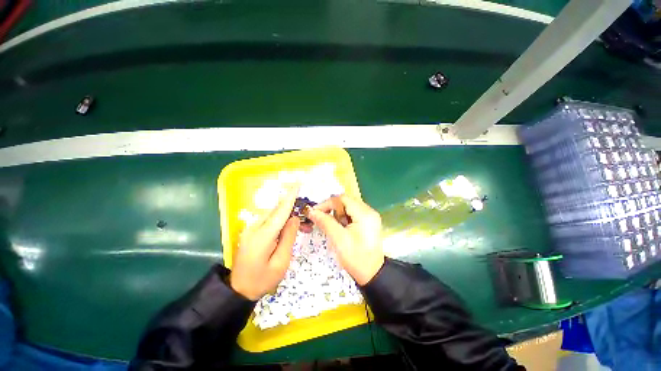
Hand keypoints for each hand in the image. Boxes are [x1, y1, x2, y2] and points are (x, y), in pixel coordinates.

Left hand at [230, 186, 299, 299]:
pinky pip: (269, 220)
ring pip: (273, 214)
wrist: (238, 290)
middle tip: (306, 215)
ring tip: (300, 223)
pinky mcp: (251, 231)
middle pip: (276, 211)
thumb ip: (288, 237)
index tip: (298, 184)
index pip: (280, 211)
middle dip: (292, 207)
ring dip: (287, 215)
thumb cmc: (262, 279)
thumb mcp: (281, 262)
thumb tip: (295, 218)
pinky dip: (280, 220)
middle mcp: (255, 227)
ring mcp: (250, 228)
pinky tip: (288, 227)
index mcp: (262, 235)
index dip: (290, 197)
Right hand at [308, 195, 384, 285]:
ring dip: (338, 214)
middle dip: (332, 209)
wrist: (372, 274)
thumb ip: (325, 222)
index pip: (342, 198)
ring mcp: (370, 216)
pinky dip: (343, 218)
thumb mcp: (339, 239)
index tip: (315, 213)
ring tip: (334, 227)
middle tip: (323, 220)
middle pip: (346, 201)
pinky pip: (352, 213)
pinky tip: (341, 228)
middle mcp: (369, 211)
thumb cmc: (356, 258)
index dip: (327, 203)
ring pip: (348, 206)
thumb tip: (311, 211)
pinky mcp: (368, 221)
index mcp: (364, 214)